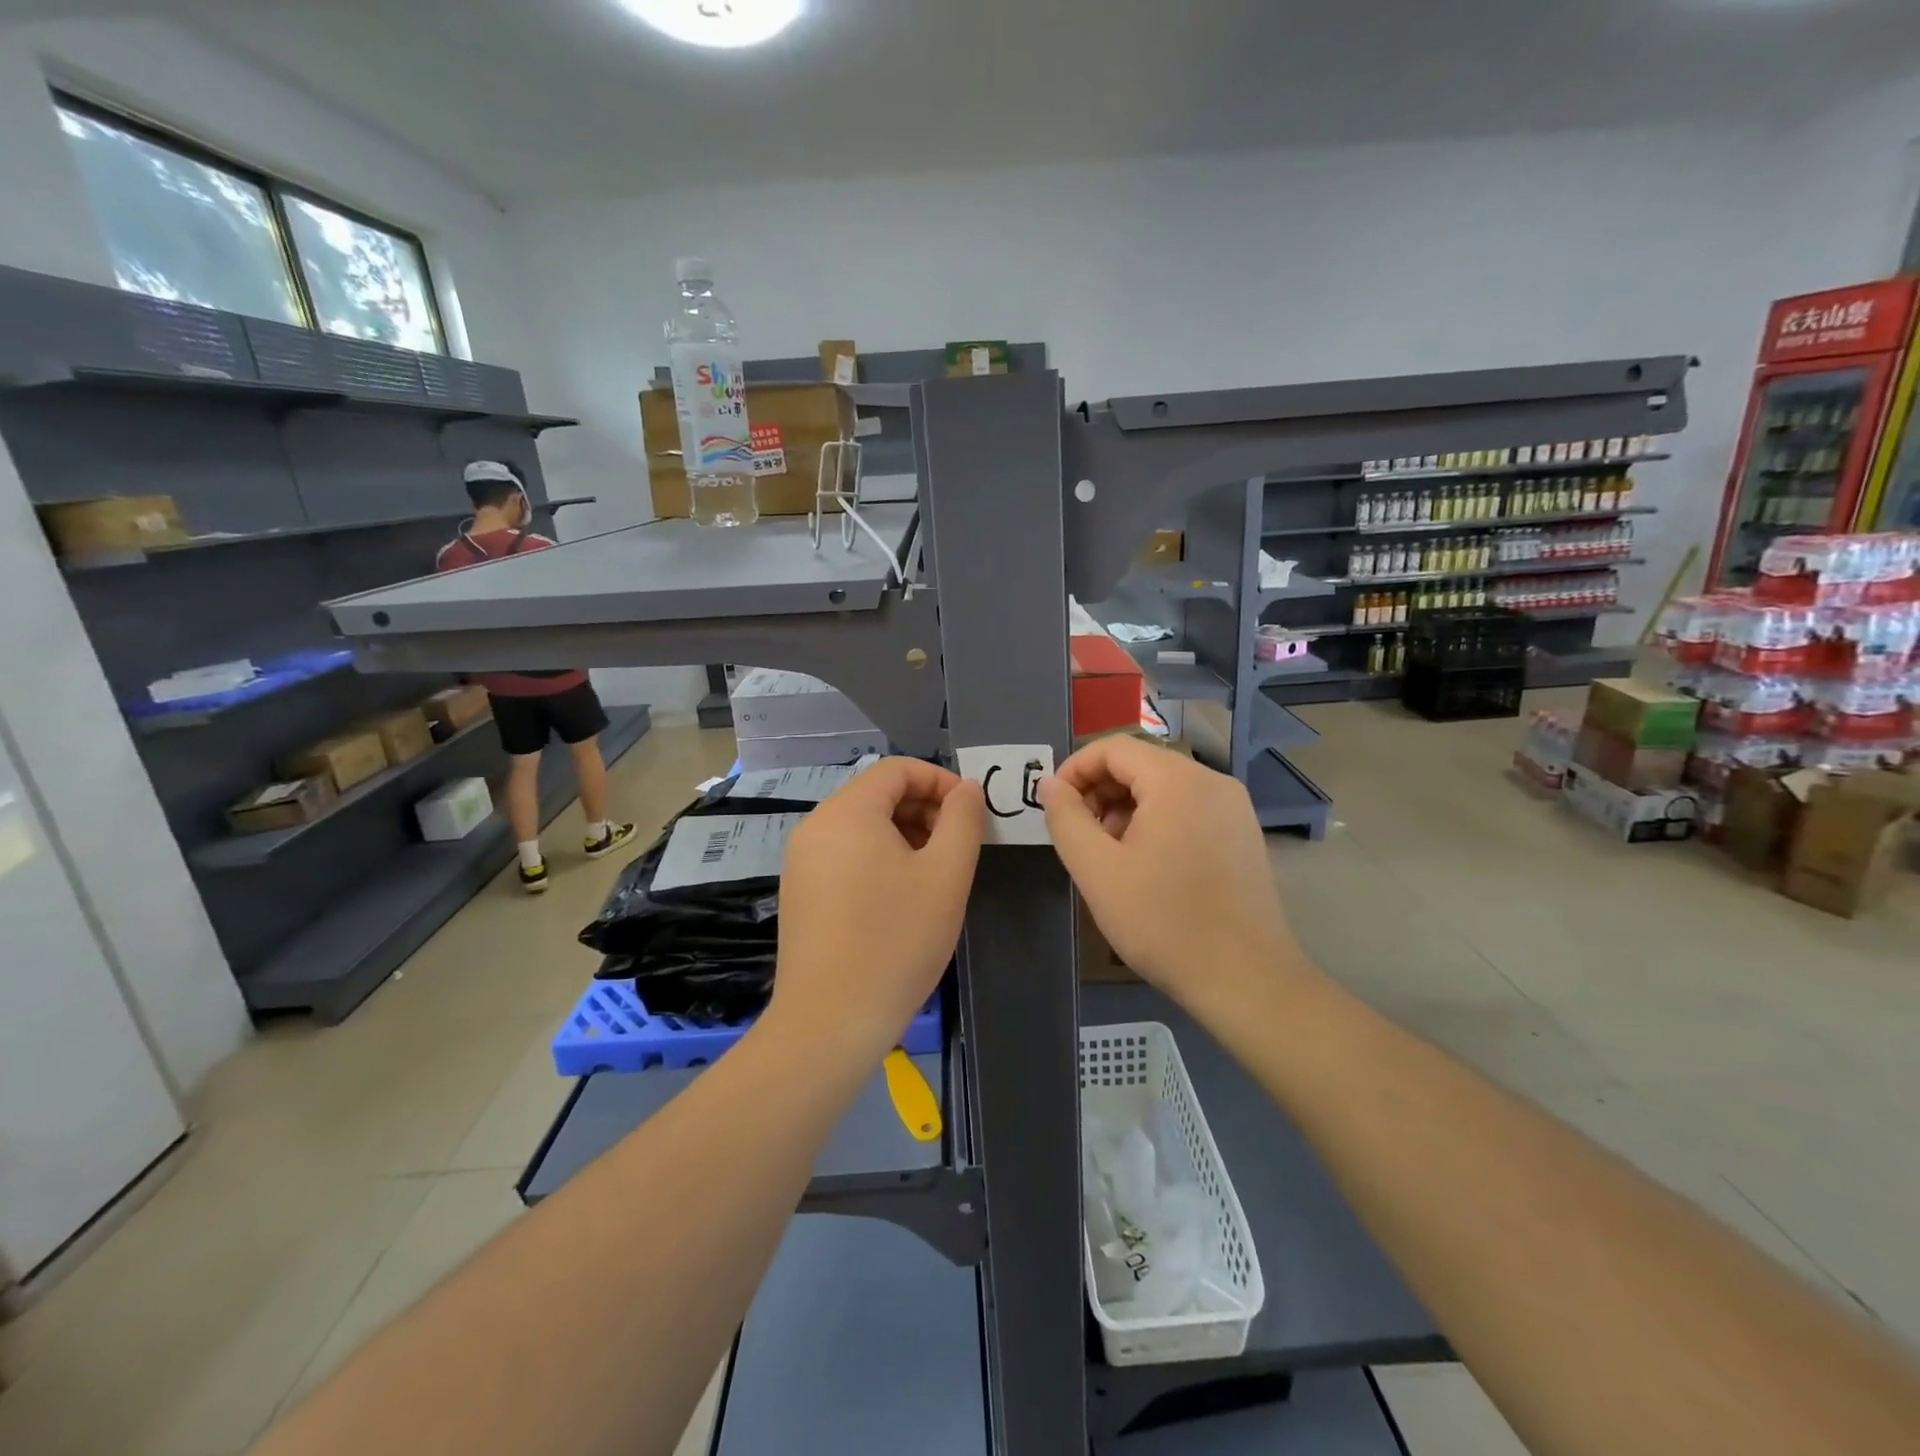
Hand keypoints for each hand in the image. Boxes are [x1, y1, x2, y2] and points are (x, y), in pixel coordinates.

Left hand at [770, 758, 985, 1064]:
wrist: (829, 1022)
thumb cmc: (896, 941)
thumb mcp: (946, 875)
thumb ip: (963, 820)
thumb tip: (967, 789)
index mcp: (847, 812)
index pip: (897, 769)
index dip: (940, 781)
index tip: (971, 814)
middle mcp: (816, 826)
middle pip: (877, 795)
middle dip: (924, 810)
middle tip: (958, 847)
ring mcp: (802, 860)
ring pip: (862, 826)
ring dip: (904, 835)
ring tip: (935, 874)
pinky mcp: (800, 892)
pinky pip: (845, 854)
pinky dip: (878, 859)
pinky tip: (901, 898)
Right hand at [1038, 737, 1305, 1015]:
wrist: (1246, 979)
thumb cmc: (1163, 921)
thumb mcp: (1098, 870)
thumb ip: (1066, 818)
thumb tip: (1049, 784)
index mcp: (1177, 780)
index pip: (1113, 748)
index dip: (1075, 770)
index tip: (1053, 806)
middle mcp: (1212, 781)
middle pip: (1140, 764)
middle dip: (1099, 791)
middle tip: (1079, 835)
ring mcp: (1233, 808)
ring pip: (1163, 788)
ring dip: (1125, 809)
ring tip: (1108, 856)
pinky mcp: (1242, 834)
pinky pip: (1188, 809)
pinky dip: (1156, 823)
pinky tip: (1145, 866)